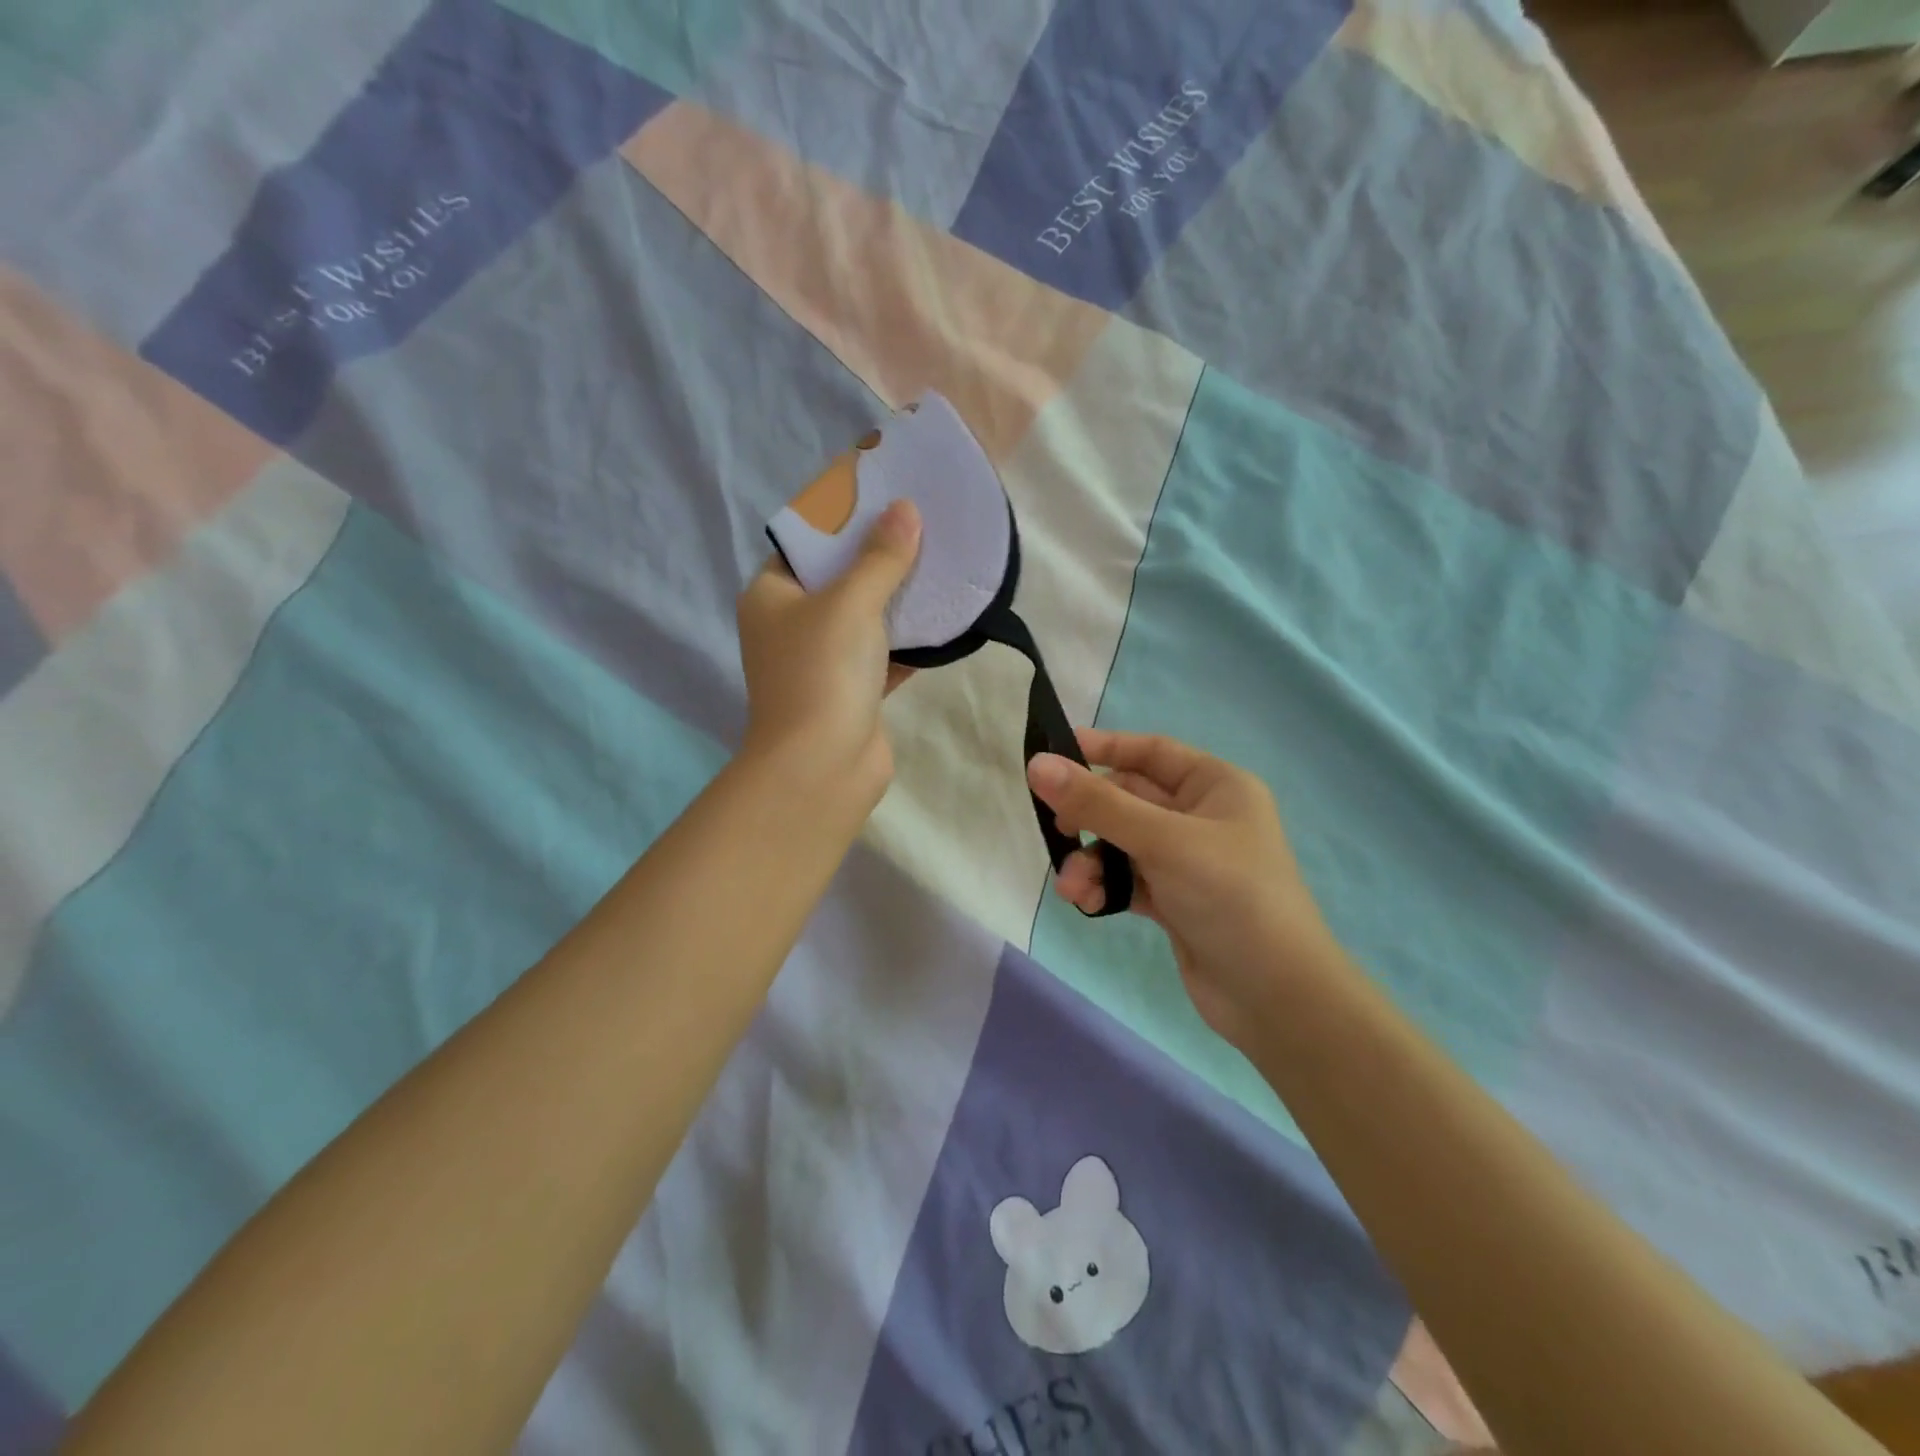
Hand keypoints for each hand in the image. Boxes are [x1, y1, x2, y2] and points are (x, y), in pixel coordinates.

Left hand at [737, 500, 920, 806]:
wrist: (823, 766)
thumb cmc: (823, 672)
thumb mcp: (850, 602)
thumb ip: (880, 557)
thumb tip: (905, 510)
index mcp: (771, 596)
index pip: (806, 543)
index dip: (844, 519)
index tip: (885, 496)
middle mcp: (791, 625)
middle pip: (839, 578)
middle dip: (879, 555)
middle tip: (923, 523)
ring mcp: (822, 660)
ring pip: (865, 616)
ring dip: (899, 596)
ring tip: (941, 559)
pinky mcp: (853, 690)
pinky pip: (884, 651)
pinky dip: (910, 637)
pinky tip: (944, 614)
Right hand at [1026, 730, 1344, 1049]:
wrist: (1275, 997)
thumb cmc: (1230, 896)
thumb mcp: (1162, 841)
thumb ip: (1098, 804)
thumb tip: (1037, 765)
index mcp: (1216, 786)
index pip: (1151, 752)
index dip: (1104, 749)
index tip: (1052, 755)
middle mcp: (1202, 817)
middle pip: (1128, 799)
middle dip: (1090, 818)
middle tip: (1056, 829)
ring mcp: (1187, 861)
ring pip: (1121, 844)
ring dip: (1091, 861)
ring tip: (1071, 887)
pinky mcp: (1174, 900)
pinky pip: (1127, 880)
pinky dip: (1104, 887)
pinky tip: (1087, 904)